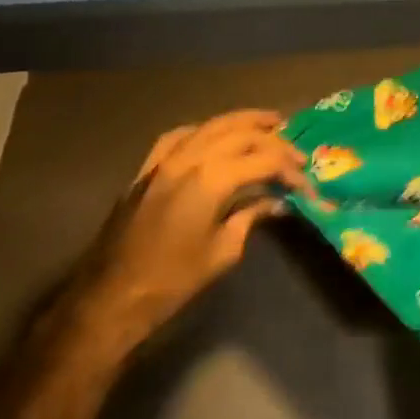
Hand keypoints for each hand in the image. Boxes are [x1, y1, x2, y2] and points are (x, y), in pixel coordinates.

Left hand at [76, 111, 307, 354]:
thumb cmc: (174, 280)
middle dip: (274, 140)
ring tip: (269, 123)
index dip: (291, 171)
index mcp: (211, 179)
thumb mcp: (224, 251)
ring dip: (243, 122)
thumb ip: (251, 217)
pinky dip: (204, 130)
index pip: (264, 161)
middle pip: (241, 134)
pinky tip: (215, 135)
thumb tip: (276, 203)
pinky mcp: (147, 169)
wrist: (112, 296)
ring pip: (211, 125)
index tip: (307, 186)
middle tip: (297, 153)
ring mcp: (164, 160)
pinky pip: (179, 136)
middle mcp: (189, 158)